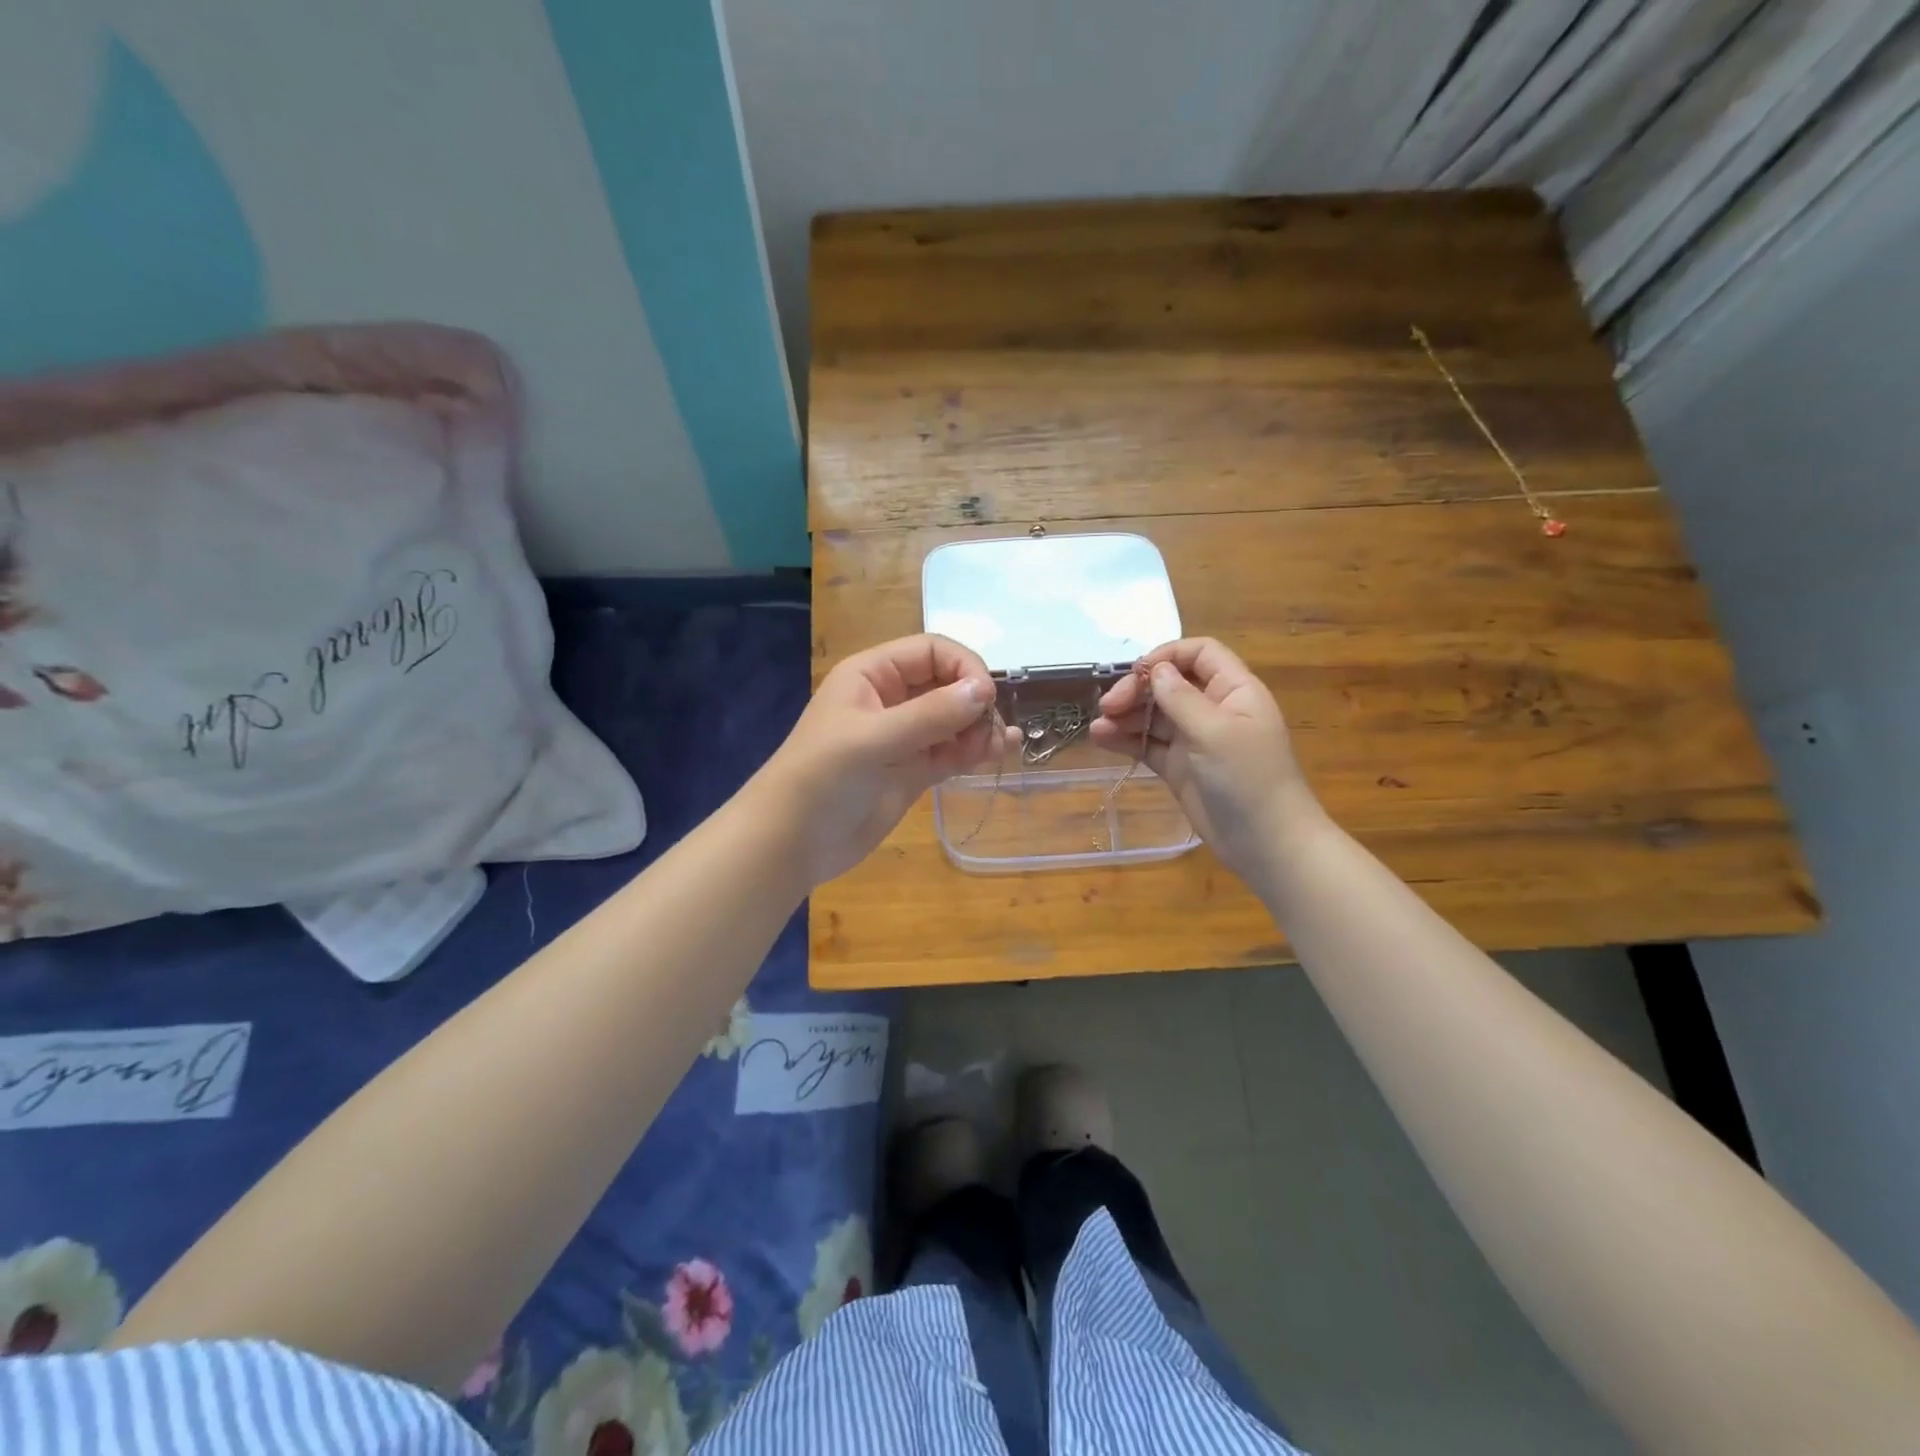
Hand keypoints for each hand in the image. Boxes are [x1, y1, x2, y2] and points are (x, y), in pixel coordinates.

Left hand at [759, 634, 1020, 887]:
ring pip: (954, 719)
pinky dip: (976, 750)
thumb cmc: (822, 777)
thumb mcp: (873, 739)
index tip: (987, 697)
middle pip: (948, 683)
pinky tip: (1000, 751)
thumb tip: (986, 689)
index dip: (964, 667)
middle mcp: (890, 699)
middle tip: (992, 729)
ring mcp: (903, 737)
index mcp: (872, 674)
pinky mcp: (913, 771)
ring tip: (998, 745)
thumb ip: (930, 714)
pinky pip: (952, 751)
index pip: (931, 651)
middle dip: (975, 699)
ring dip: (980, 726)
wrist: (791, 842)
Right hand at [1090, 637, 1322, 880]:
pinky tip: (1101, 739)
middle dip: (1137, 690)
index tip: (1136, 672)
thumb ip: (1181, 698)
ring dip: (1125, 716)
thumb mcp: (1215, 732)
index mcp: (1234, 691)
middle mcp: (1213, 709)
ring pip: (1154, 715)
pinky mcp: (1178, 768)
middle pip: (1169, 683)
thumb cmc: (1248, 779)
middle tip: (1108, 706)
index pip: (1200, 654)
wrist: (1266, 843)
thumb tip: (1154, 669)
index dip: (1167, 655)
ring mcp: (1194, 740)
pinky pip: (1148, 745)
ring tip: (1098, 727)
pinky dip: (1125, 740)